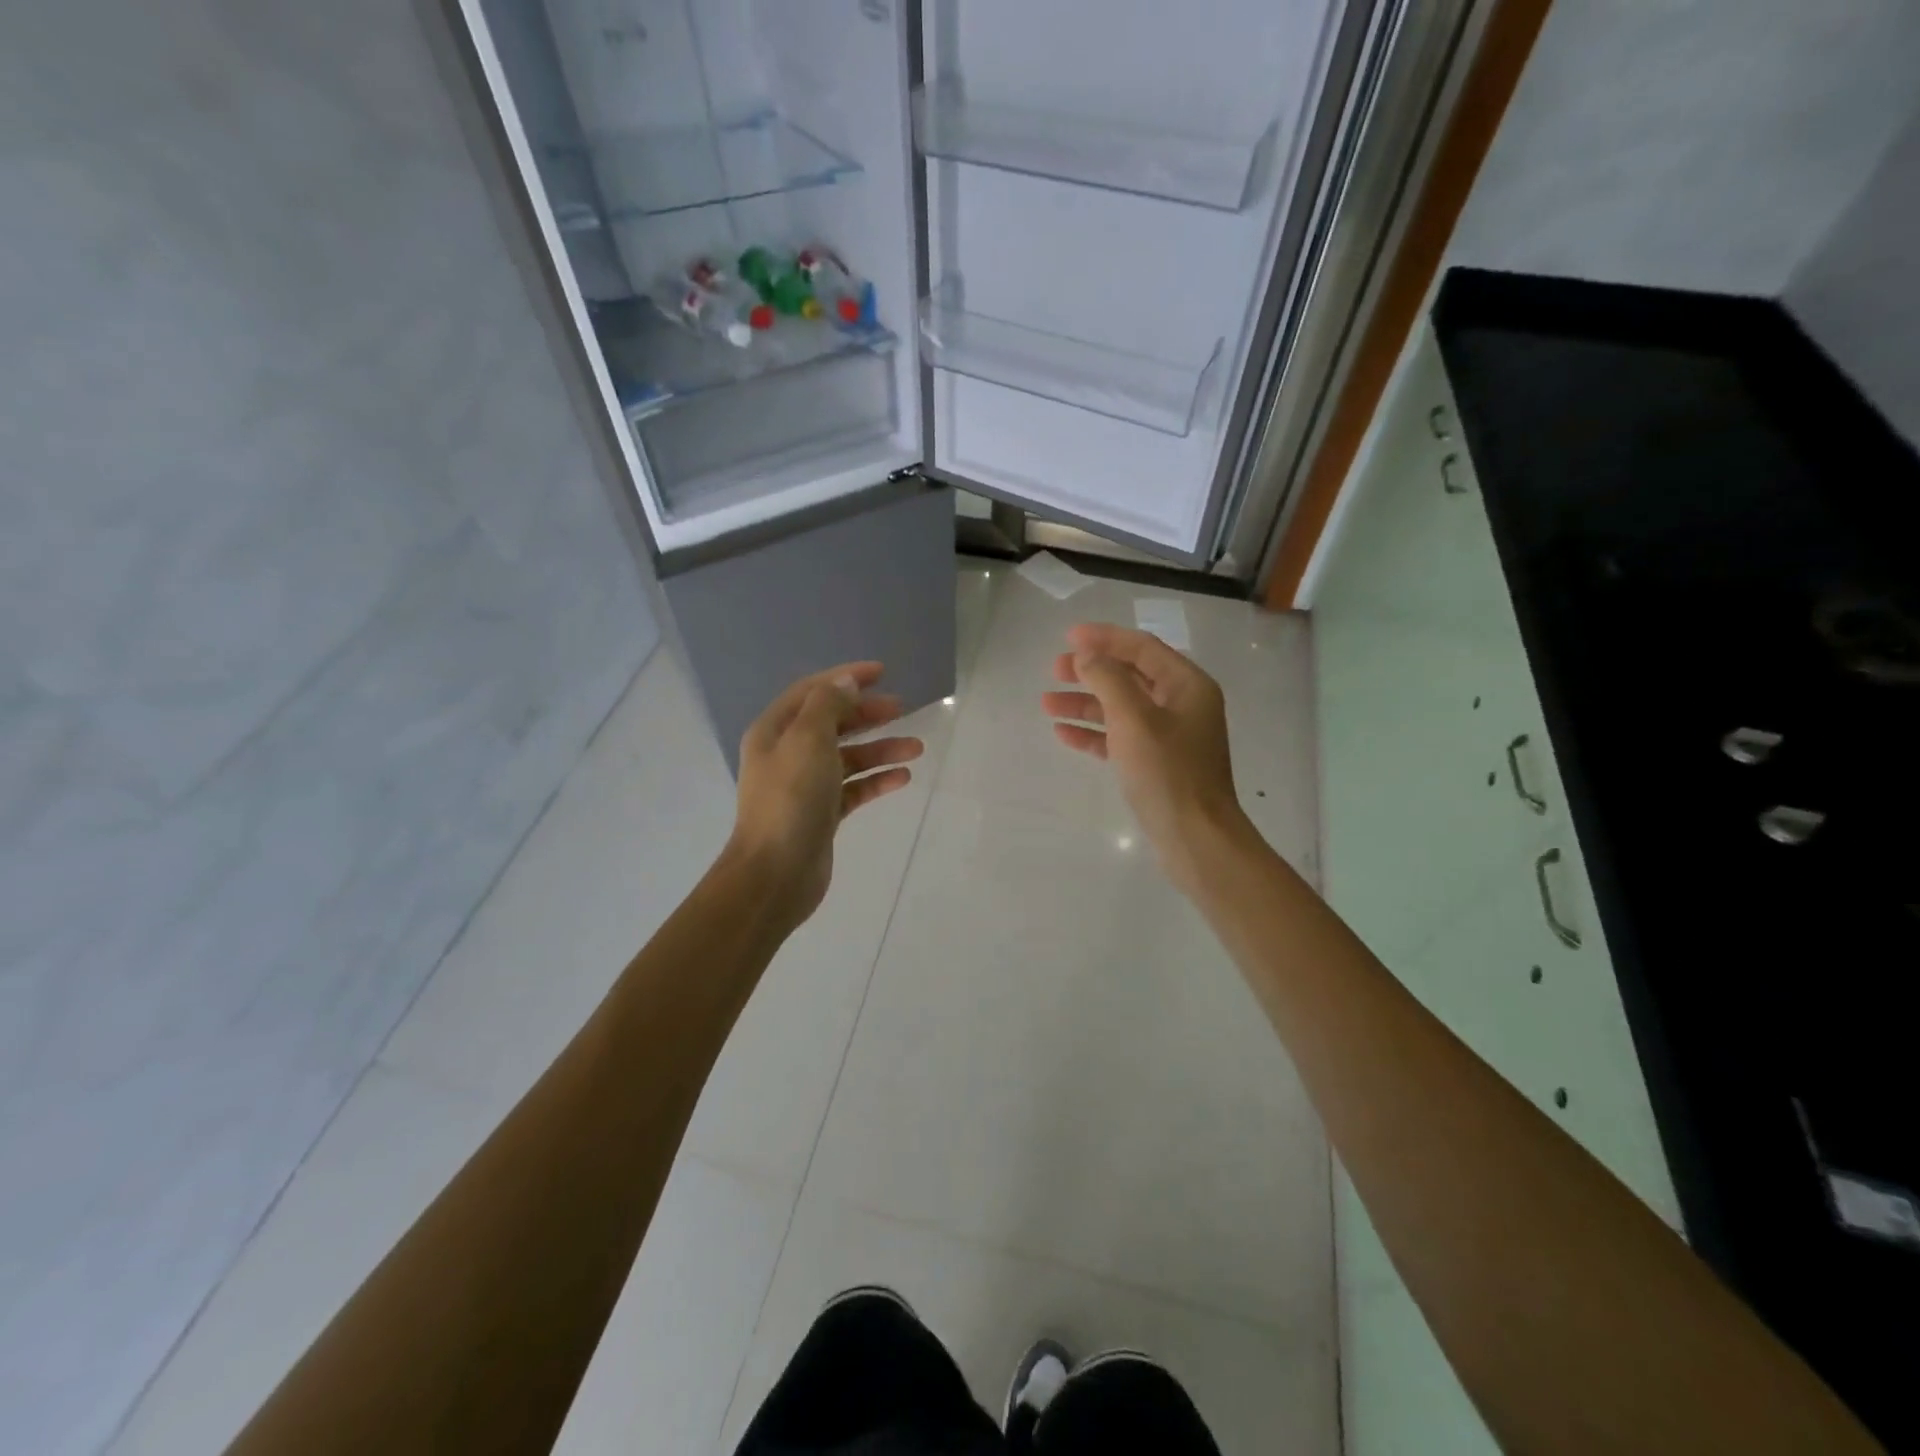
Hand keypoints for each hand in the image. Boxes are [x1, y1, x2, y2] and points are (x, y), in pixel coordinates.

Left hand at [729, 662, 923, 928]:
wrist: (775, 873)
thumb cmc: (790, 799)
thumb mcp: (808, 740)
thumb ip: (828, 705)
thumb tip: (846, 683)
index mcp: (775, 731)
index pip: (813, 691)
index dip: (846, 678)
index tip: (882, 671)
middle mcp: (787, 754)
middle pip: (832, 722)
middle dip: (867, 713)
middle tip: (902, 708)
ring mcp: (805, 785)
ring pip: (848, 757)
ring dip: (880, 749)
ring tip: (916, 748)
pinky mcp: (822, 813)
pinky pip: (854, 788)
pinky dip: (876, 780)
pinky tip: (902, 778)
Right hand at [1043, 623, 1248, 890]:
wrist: (1195, 838)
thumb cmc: (1168, 772)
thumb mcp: (1134, 719)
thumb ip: (1108, 680)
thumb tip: (1086, 657)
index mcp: (1187, 685)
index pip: (1142, 647)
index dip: (1105, 638)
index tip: (1068, 636)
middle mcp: (1182, 705)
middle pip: (1130, 676)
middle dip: (1091, 671)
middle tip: (1054, 669)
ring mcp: (1170, 736)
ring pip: (1121, 708)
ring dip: (1085, 703)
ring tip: (1047, 703)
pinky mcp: (1157, 764)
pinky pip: (1120, 737)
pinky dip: (1094, 733)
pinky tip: (1063, 733)